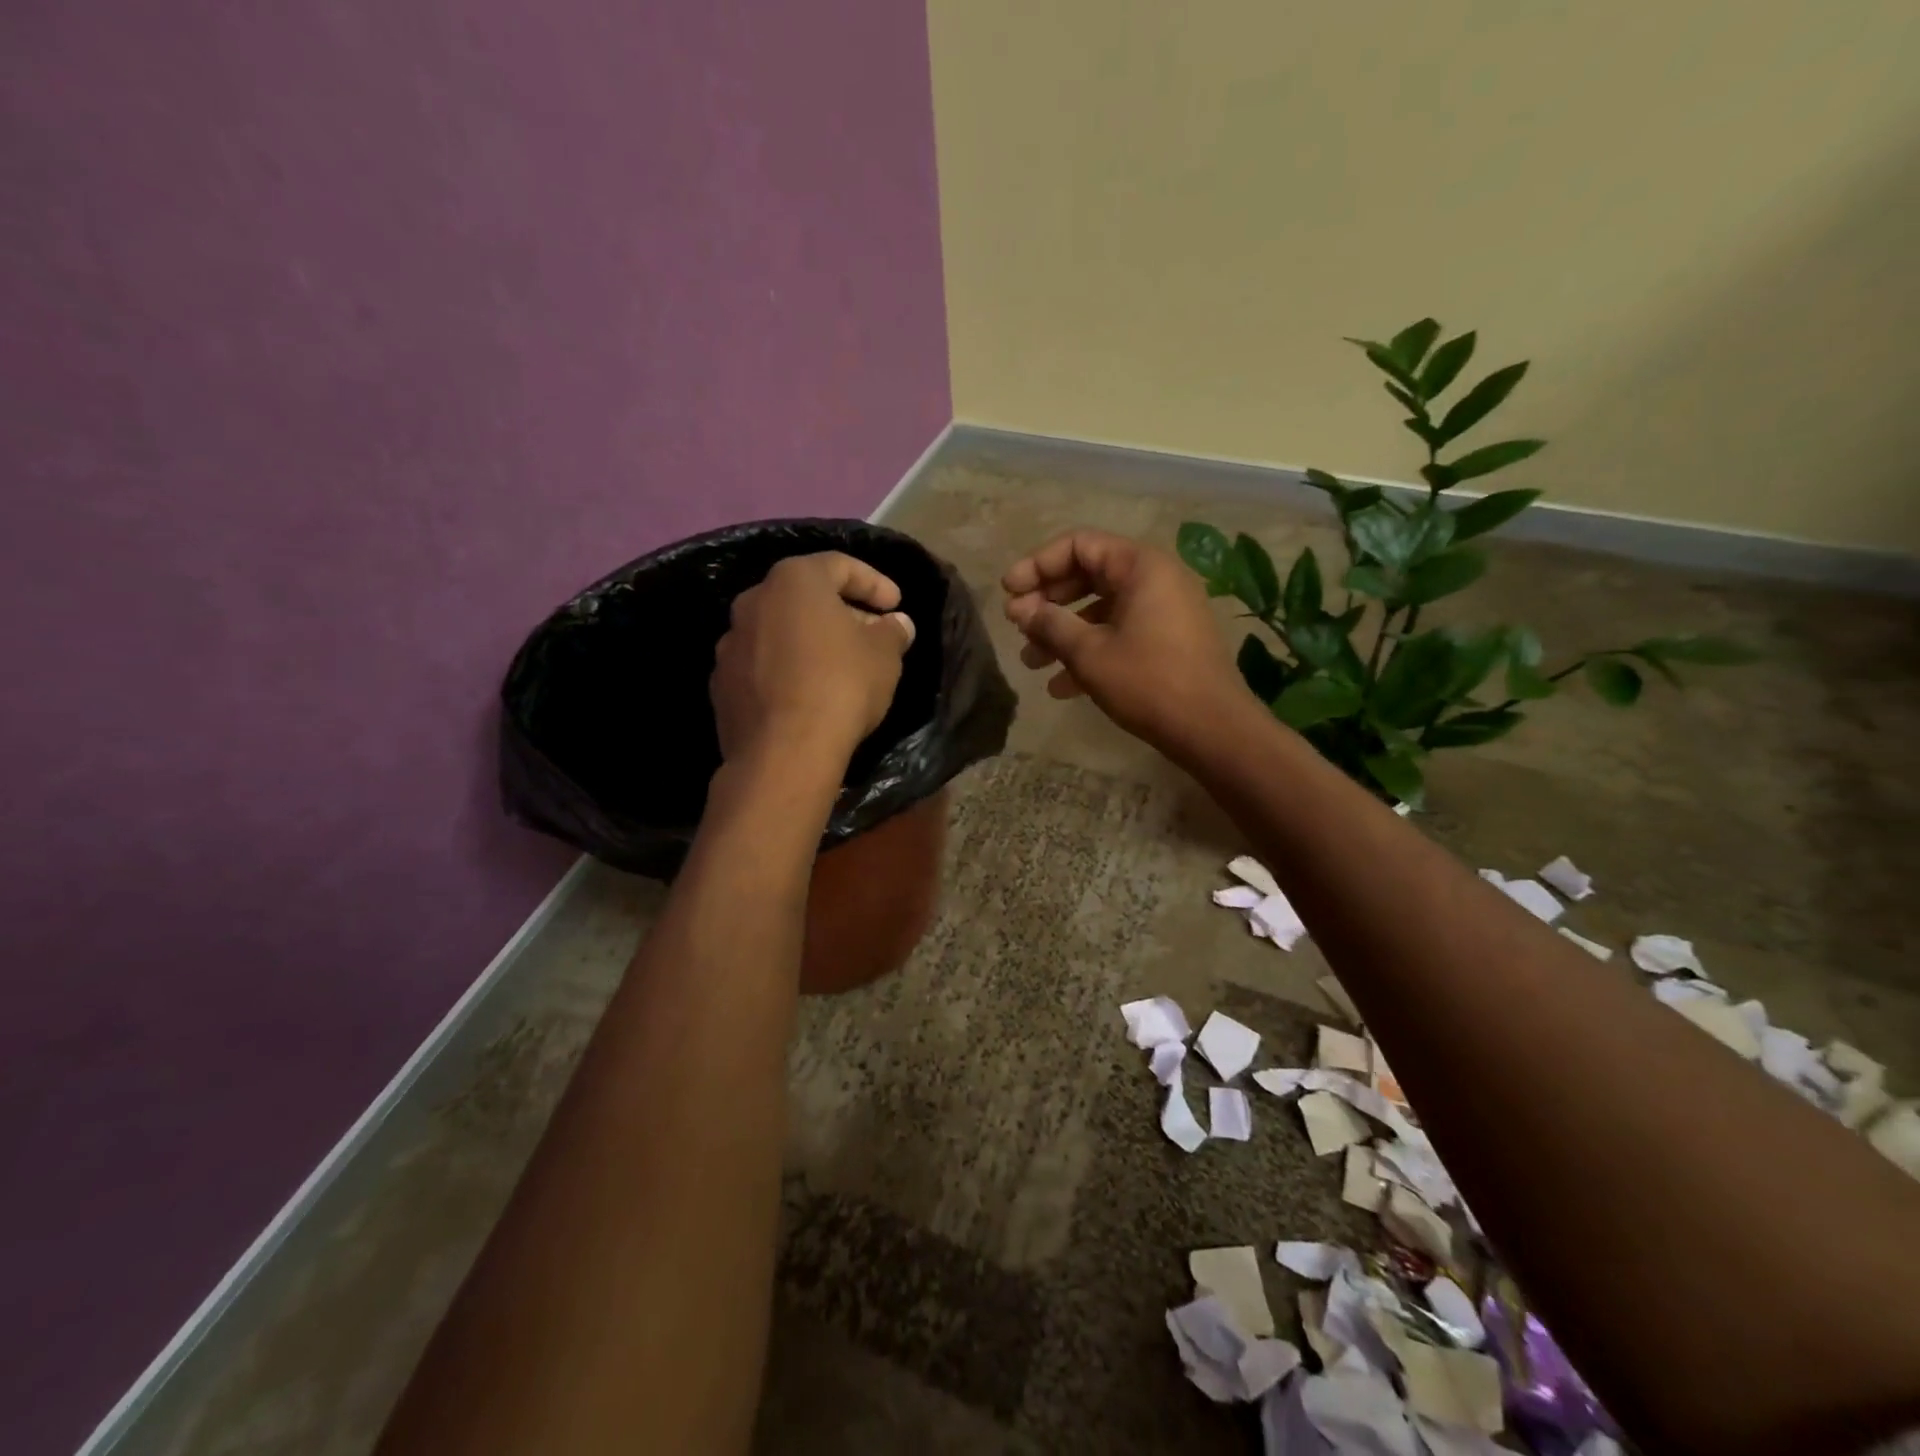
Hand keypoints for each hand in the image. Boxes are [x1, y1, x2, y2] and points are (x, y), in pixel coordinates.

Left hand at [712, 552, 915, 771]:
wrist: (784, 752)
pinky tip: (807, 695)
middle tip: (871, 635)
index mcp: (793, 581)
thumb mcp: (884, 656)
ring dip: (809, 641)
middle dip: (841, 612)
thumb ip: (892, 632)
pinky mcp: (721, 685)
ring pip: (779, 631)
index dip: (874, 582)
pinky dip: (785, 671)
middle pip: (804, 597)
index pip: (839, 565)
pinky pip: (762, 665)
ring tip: (839, 667)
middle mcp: (753, 601)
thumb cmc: (841, 686)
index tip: (896, 605)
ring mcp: (730, 644)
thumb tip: (896, 624)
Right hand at [1002, 530, 1246, 754]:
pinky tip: (1061, 688)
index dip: (1037, 565)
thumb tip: (1021, 609)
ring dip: (1063, 633)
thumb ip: (1050, 623)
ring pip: (1101, 610)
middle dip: (1048, 602)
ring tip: (1031, 662)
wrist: (1212, 729)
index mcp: (1141, 566)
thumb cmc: (1148, 682)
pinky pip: (1120, 633)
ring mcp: (1165, 611)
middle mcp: (1156, 579)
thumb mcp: (1089, 652)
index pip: (1078, 545)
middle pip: (1088, 575)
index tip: (1008, 592)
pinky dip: (1090, 651)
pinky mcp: (1168, 641)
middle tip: (1017, 626)